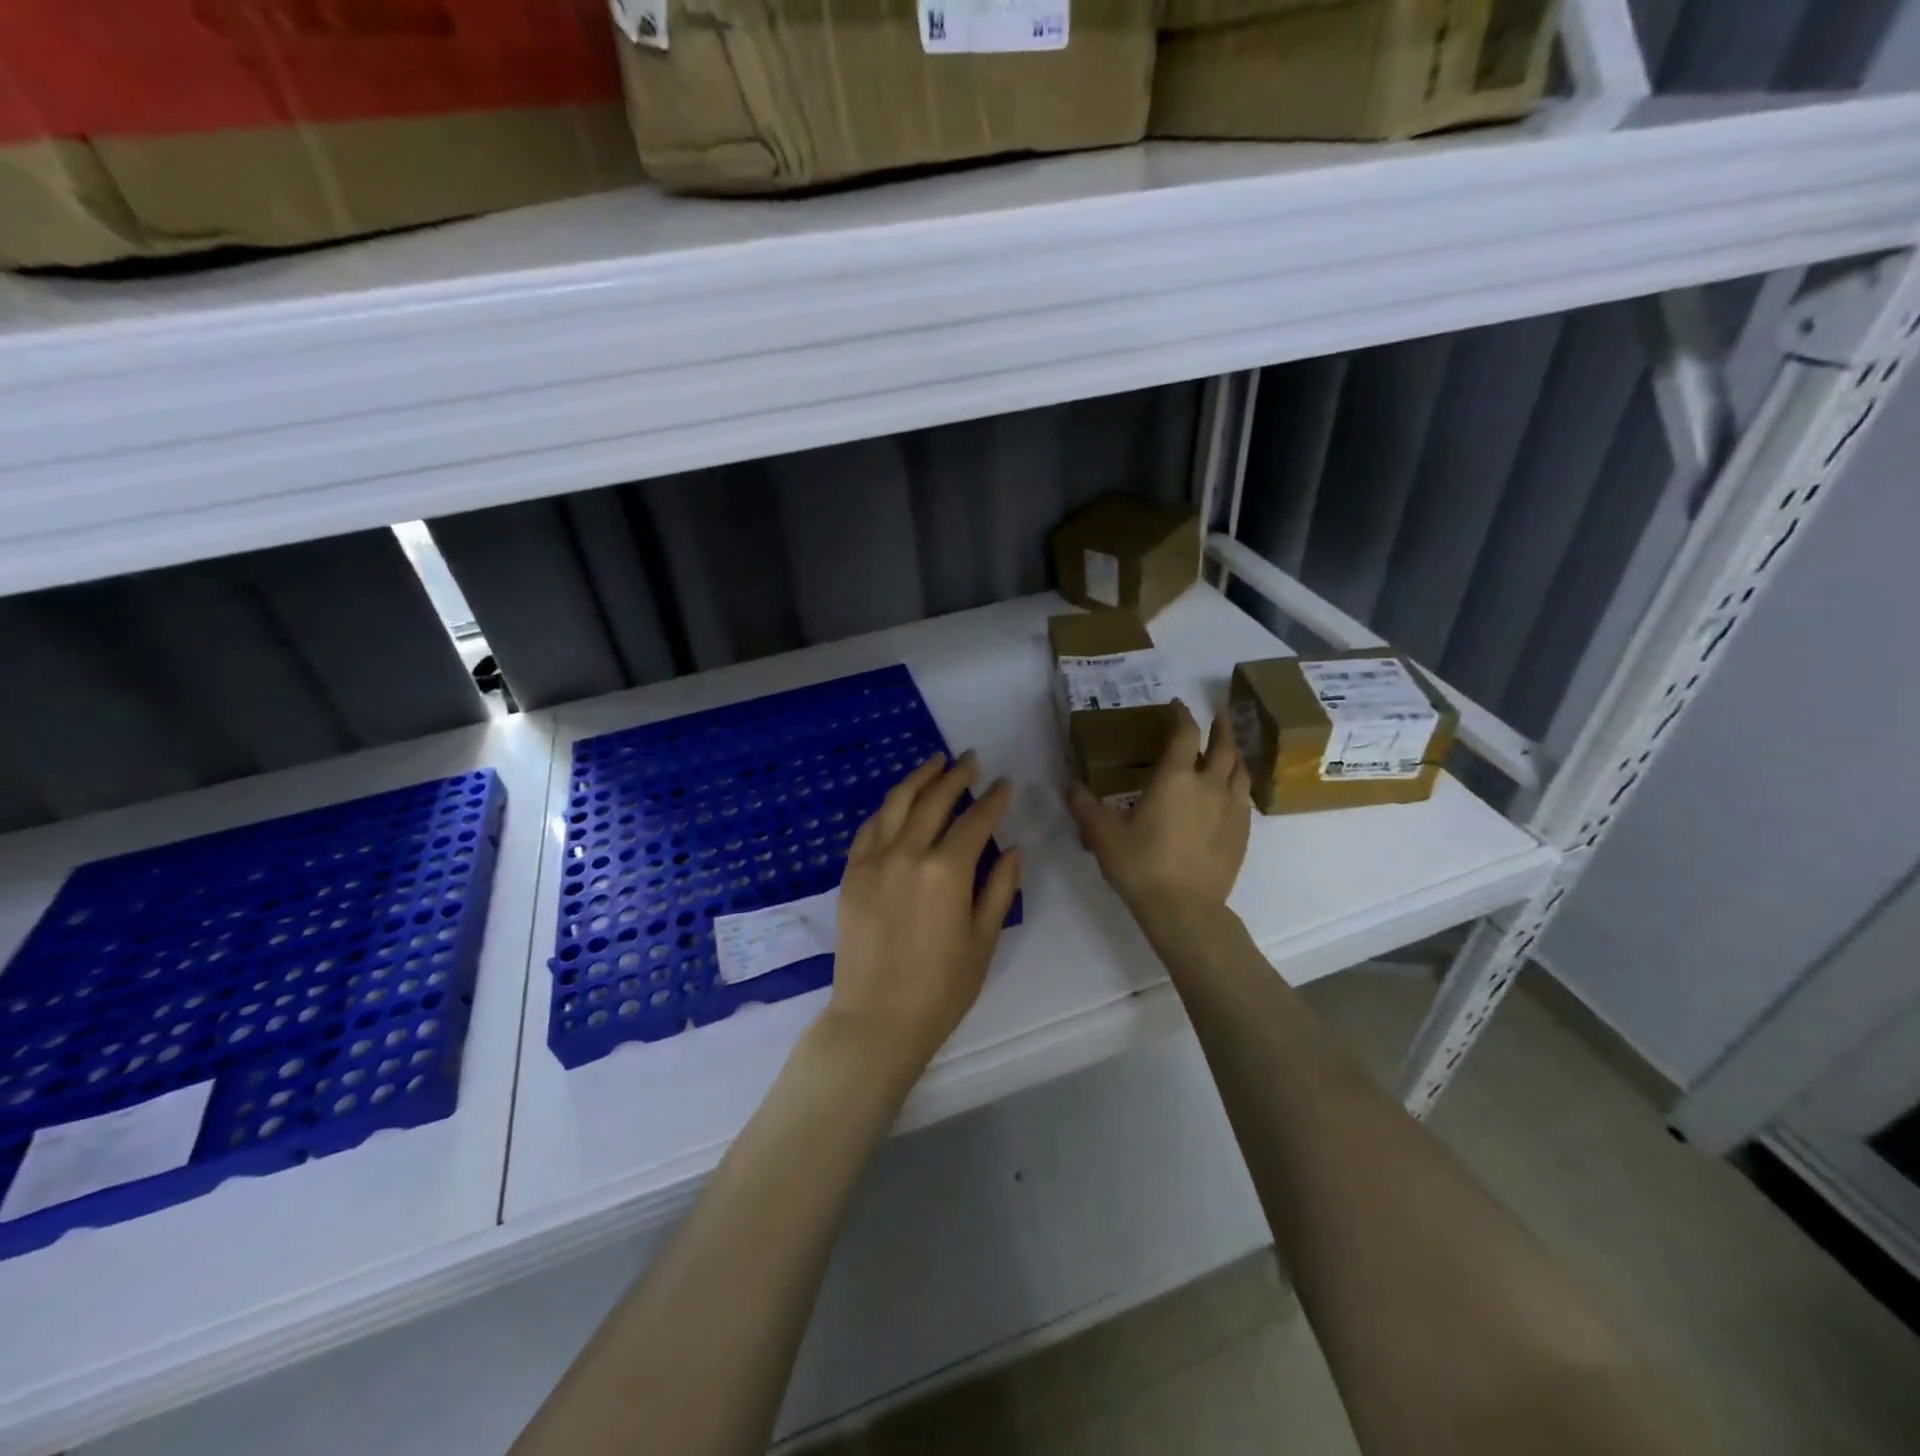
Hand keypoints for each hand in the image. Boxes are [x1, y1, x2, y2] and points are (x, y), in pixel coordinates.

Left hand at [825, 752, 1023, 1084]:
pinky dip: (888, 808)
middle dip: (957, 775)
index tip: (1005, 783)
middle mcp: (908, 853)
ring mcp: (874, 860)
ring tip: (936, 762)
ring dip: (919, 778)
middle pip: (934, 800)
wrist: (877, 1018)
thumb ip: (1000, 888)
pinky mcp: (851, 874)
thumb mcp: (983, 939)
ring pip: (897, 803)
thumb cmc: (942, 988)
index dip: (993, 799)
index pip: (976, 820)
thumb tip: (1015, 849)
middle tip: (971, 759)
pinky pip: (870, 827)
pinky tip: (899, 801)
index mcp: (947, 870)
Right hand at [1067, 700, 1249, 933]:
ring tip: (1230, 748)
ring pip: (1240, 770)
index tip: (1177, 705)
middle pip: (1224, 745)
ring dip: (1235, 753)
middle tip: (1219, 712)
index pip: (1184, 734)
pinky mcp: (1242, 833)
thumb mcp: (1103, 834)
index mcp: (1175, 778)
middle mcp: (1209, 786)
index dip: (1182, 715)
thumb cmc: (1140, 865)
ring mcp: (1231, 810)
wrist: (1184, 909)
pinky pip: (1245, 798)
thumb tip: (1068, 784)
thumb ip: (1084, 805)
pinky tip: (1232, 792)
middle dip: (1221, 725)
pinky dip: (1239, 784)